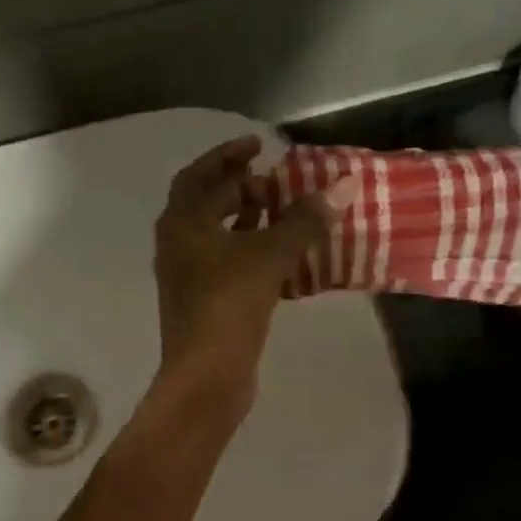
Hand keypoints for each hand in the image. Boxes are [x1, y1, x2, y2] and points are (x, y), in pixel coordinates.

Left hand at [153, 136, 347, 415]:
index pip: (200, 174)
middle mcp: (178, 244)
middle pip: (208, 203)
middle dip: (243, 188)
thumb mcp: (270, 256)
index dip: (228, 155)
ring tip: (286, 215)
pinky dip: (253, 252)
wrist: (206, 376)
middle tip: (279, 184)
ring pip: (220, 235)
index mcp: (182, 223)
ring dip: (250, 221)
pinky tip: (285, 258)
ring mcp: (188, 276)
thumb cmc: (229, 305)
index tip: (260, 145)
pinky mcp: (204, 302)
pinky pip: (229, 263)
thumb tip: (342, 186)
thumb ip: (305, 220)